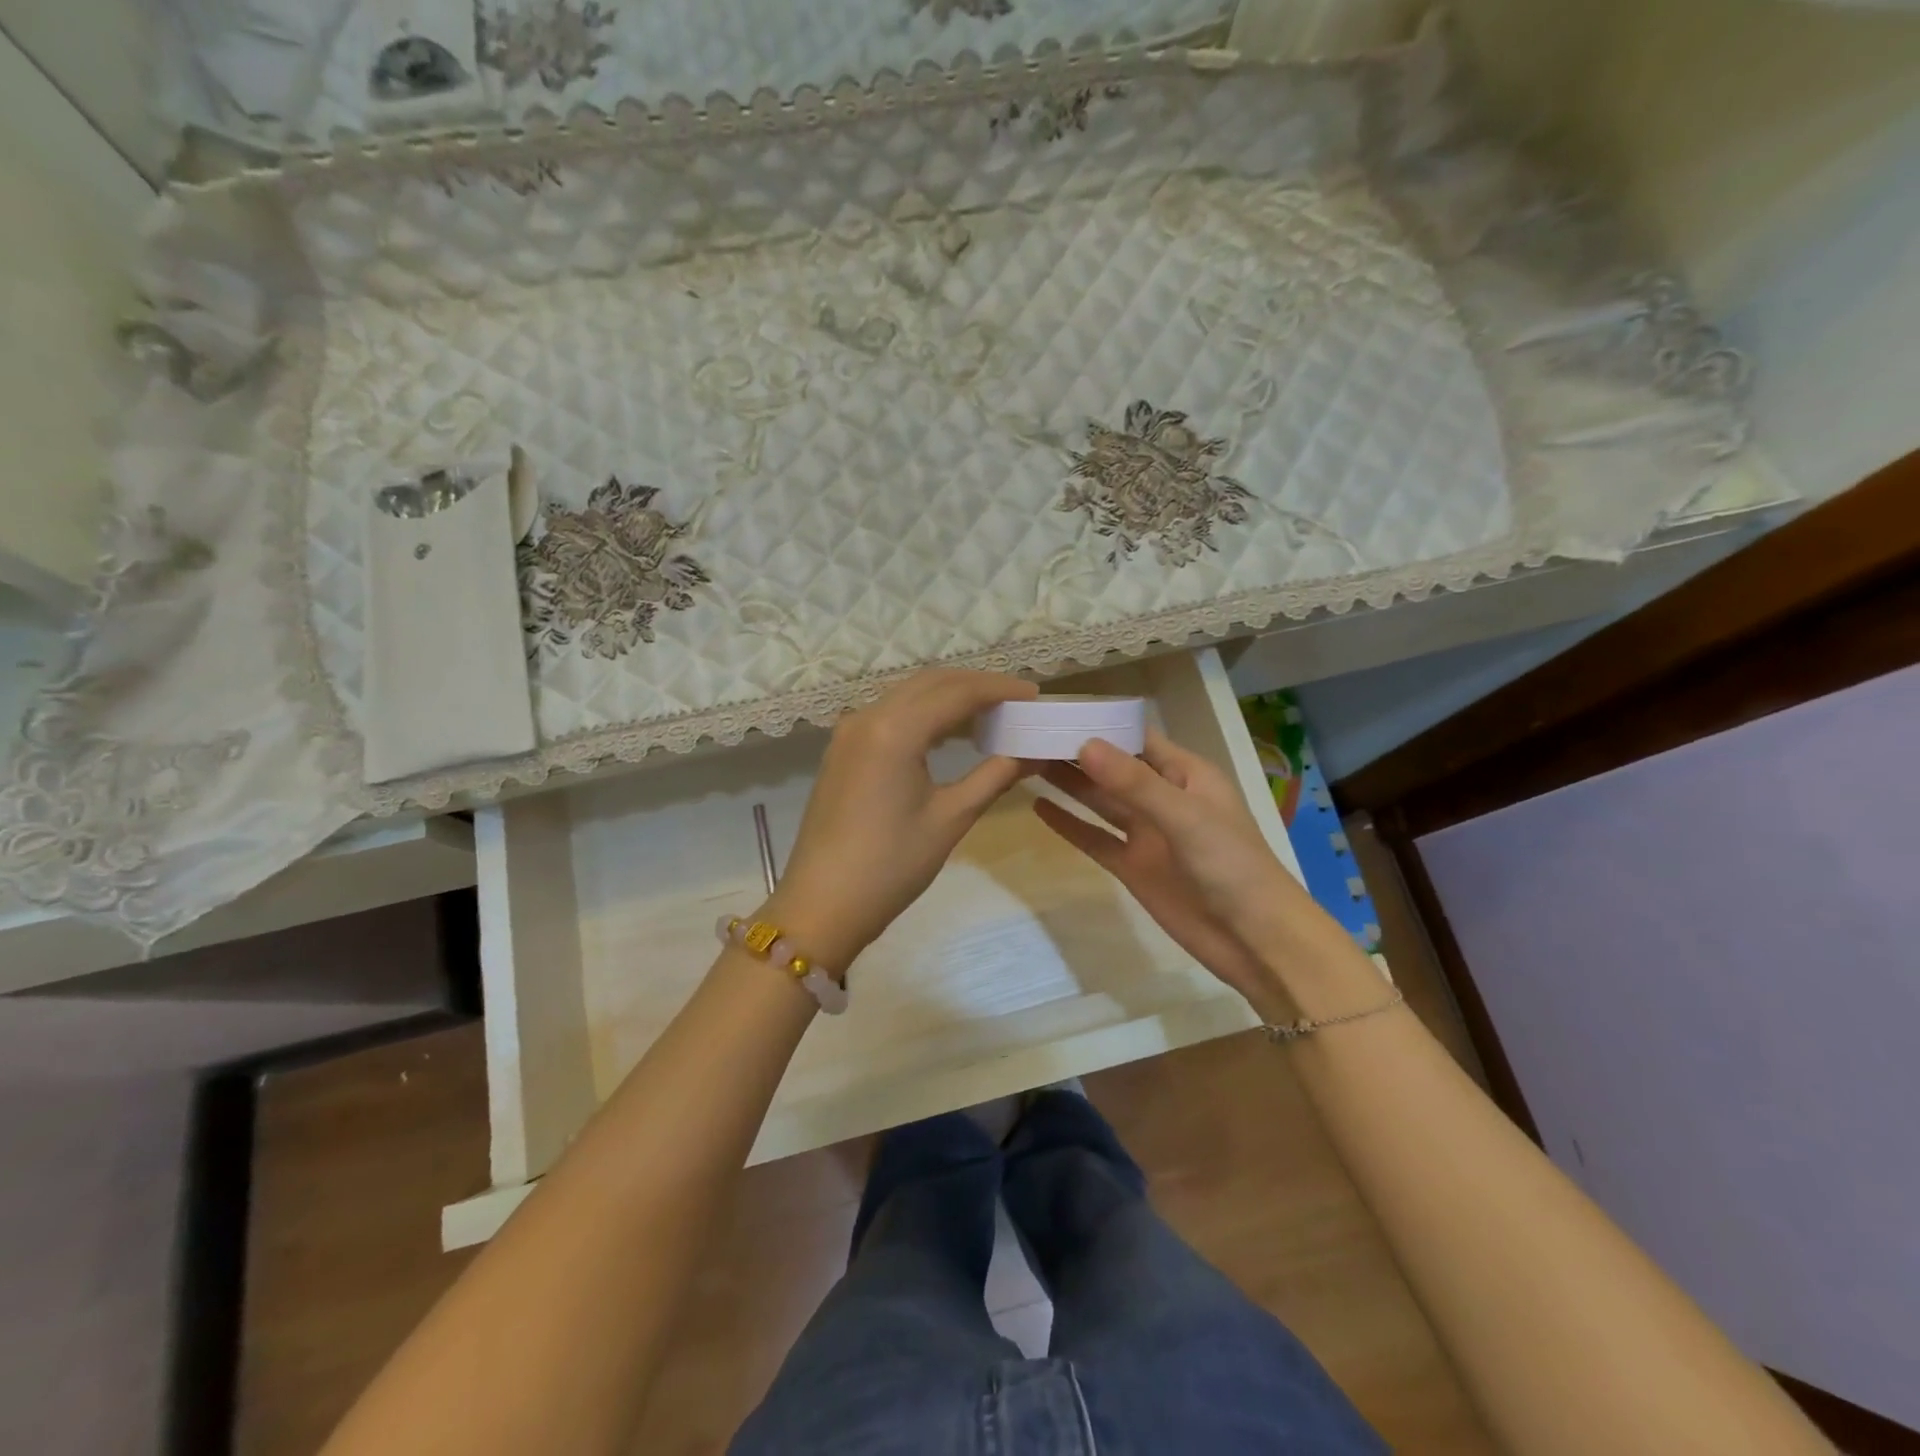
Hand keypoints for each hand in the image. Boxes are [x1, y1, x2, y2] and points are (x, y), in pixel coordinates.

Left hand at [765, 669, 1037, 971]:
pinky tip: (948, 734)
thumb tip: (1035, 755)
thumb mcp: (951, 818)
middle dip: (975, 686)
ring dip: (948, 697)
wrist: (822, 904)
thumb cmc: (891, 864)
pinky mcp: (842, 750)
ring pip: (908, 695)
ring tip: (990, 715)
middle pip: (930, 683)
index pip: (957, 692)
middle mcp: (868, 716)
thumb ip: (995, 775)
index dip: (999, 689)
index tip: (1034, 694)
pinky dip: (923, 714)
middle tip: (1015, 701)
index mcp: (895, 729)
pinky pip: (889, 714)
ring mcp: (849, 731)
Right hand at [1034, 731, 1362, 1018]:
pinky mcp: (1132, 867)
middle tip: (1027, 735)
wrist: (1255, 940)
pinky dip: (1069, 824)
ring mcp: (1146, 834)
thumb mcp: (1185, 817)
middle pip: (1112, 767)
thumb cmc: (1232, 866)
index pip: (1136, 737)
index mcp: (1185, 774)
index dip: (1099, 723)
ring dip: (1068, 783)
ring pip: (1099, 800)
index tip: (1055, 711)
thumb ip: (1134, 783)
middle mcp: (1162, 797)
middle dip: (1075, 751)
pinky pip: (1095, 839)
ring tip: (1024, 762)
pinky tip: (1039, 808)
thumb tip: (1083, 745)